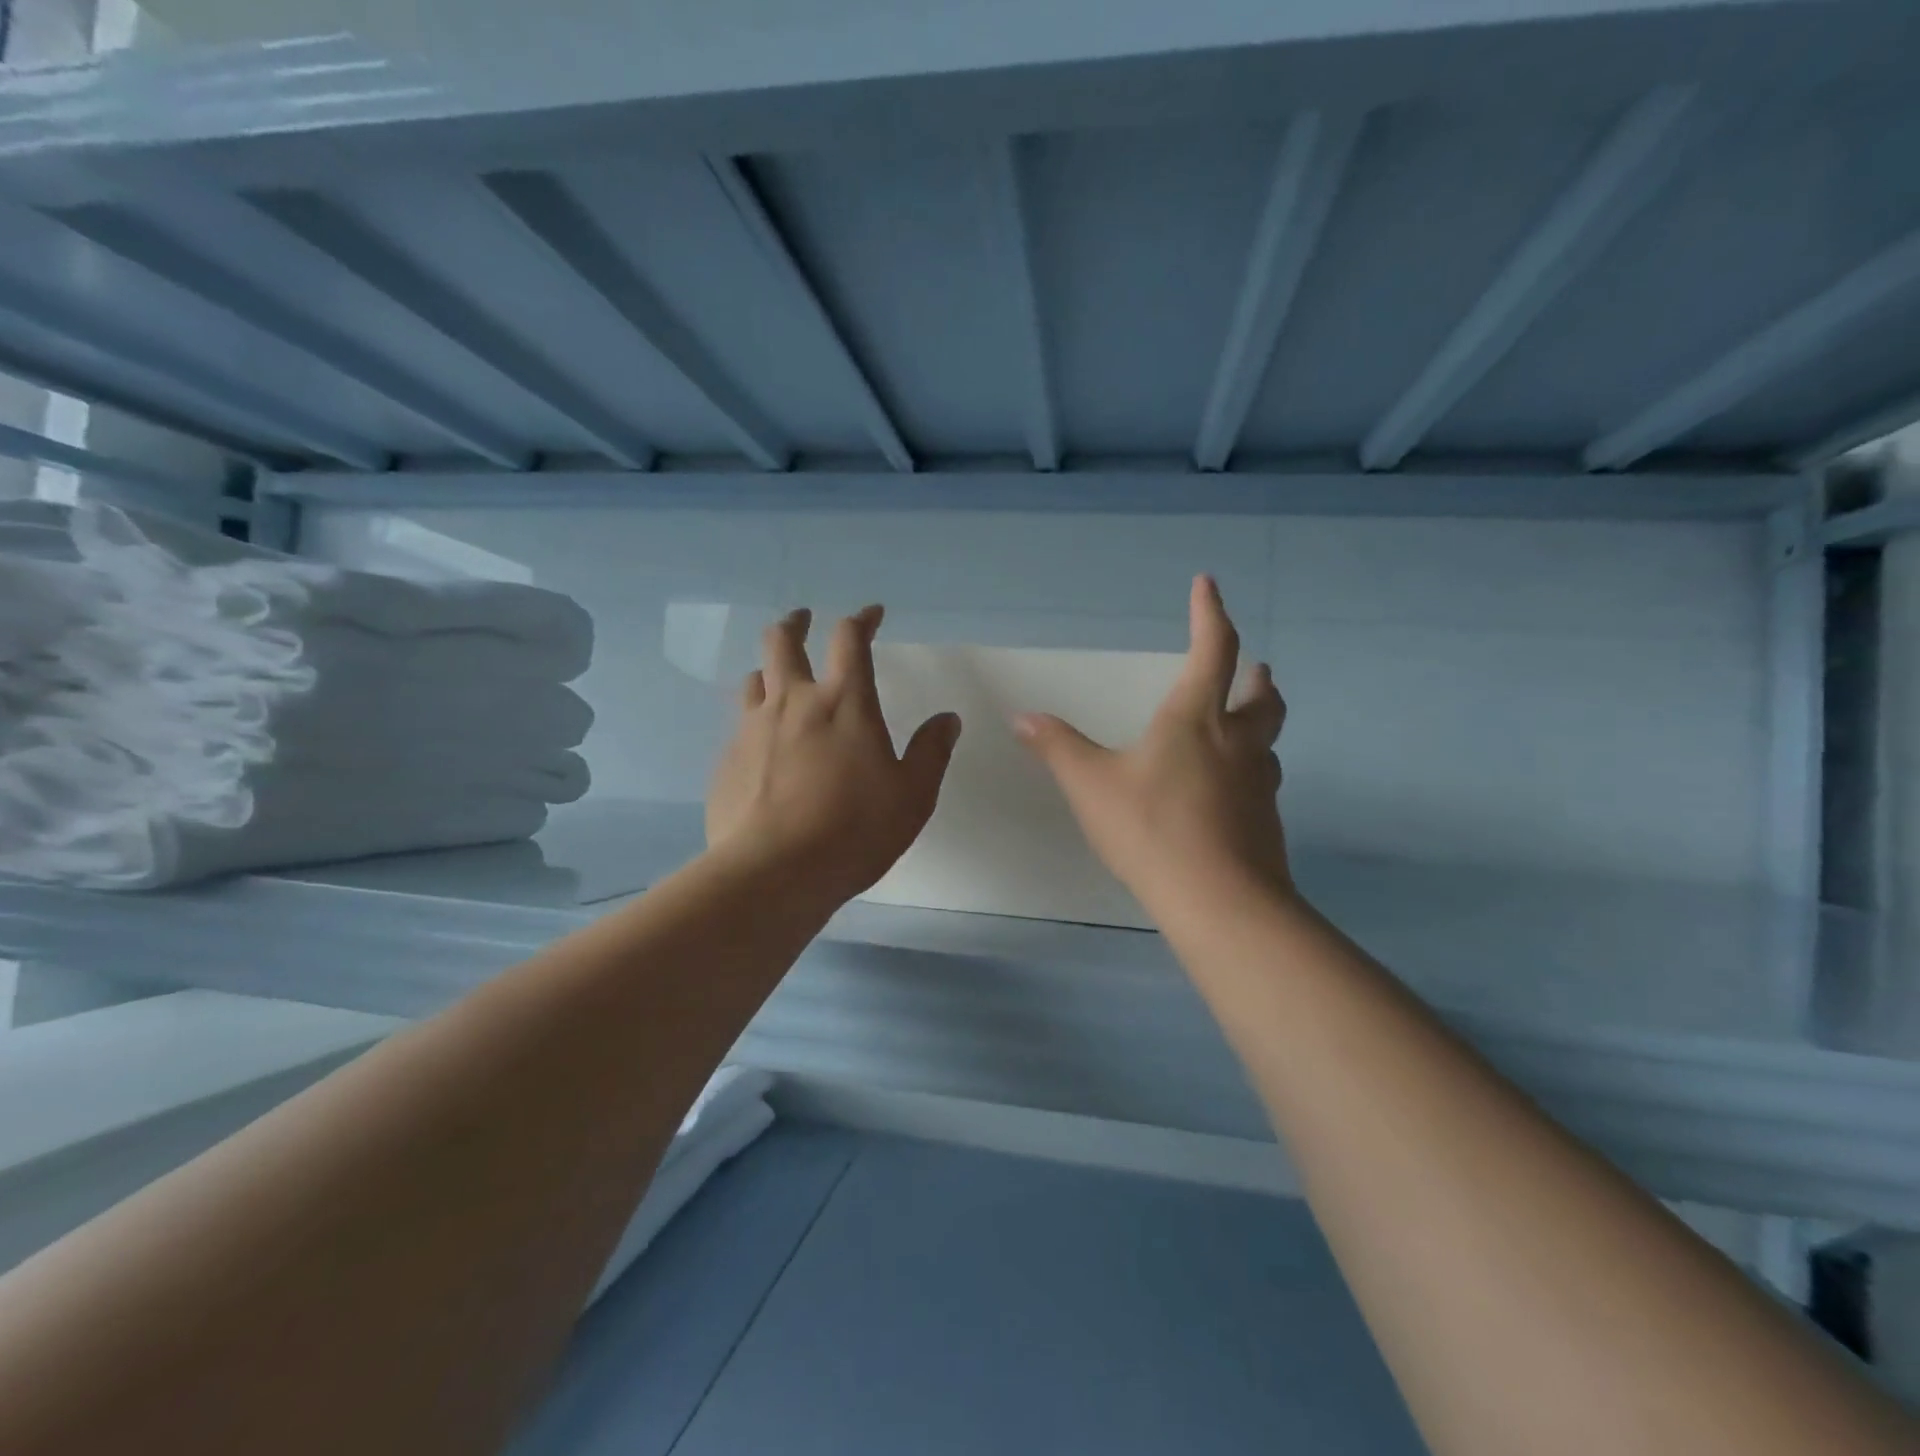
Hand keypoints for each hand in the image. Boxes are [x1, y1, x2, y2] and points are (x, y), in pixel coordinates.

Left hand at [707, 604, 961, 906]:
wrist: (773, 872)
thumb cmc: (854, 830)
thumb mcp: (913, 795)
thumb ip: (932, 752)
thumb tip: (947, 719)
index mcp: (844, 703)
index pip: (850, 640)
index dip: (861, 620)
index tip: (871, 614)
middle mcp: (793, 703)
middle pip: (783, 641)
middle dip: (796, 623)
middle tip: (804, 620)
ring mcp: (752, 729)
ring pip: (755, 678)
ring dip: (770, 670)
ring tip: (781, 680)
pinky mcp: (727, 760)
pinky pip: (740, 725)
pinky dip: (756, 721)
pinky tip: (765, 748)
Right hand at [1014, 575, 1290, 914]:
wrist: (1220, 902)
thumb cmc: (1152, 829)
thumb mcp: (1091, 785)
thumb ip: (1057, 748)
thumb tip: (1022, 717)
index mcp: (1197, 719)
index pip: (1213, 649)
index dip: (1210, 613)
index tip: (1207, 584)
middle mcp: (1238, 742)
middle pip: (1261, 696)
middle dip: (1254, 675)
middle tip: (1253, 666)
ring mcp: (1258, 783)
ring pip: (1269, 740)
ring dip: (1260, 721)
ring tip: (1244, 724)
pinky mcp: (1265, 822)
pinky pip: (1261, 781)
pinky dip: (1250, 769)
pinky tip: (1230, 790)